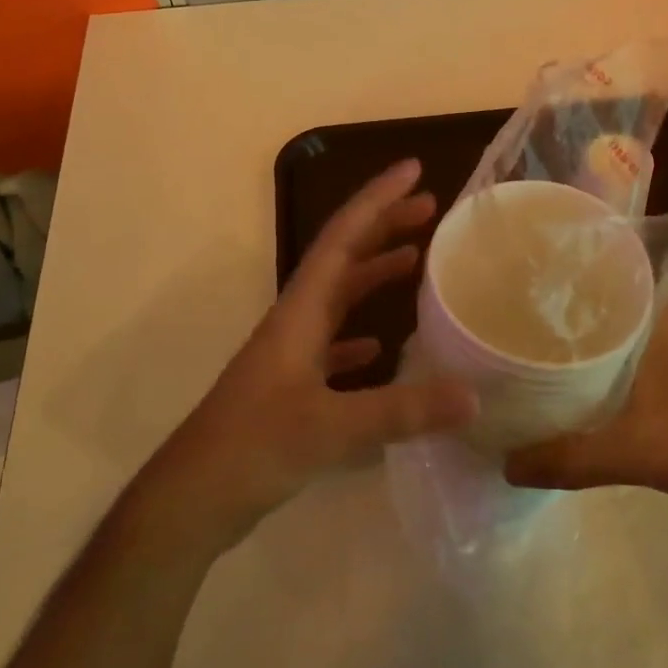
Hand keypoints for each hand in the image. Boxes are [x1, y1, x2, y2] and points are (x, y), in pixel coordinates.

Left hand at [141, 160, 476, 547]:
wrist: (194, 496)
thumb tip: (474, 396)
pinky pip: (333, 344)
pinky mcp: (291, 385)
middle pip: (343, 258)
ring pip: (339, 298)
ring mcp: (291, 354)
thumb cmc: (255, 447)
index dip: (377, 200)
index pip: (342, 238)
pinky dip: (359, 333)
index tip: (413, 170)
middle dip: (383, 226)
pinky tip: (382, 346)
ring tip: (415, 260)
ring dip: (374, 273)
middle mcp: (296, 321)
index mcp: (300, 312)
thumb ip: (402, 411)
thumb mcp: (332, 427)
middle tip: (429, 208)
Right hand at [503, 301, 667, 525]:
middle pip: (598, 311)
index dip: (546, 293)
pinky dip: (606, 369)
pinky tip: (579, 390)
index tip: (503, 304)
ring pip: (616, 337)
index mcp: (658, 312)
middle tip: (507, 338)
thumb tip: (504, 465)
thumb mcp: (636, 454)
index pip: (590, 284)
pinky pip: (633, 357)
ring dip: (583, 351)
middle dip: (556, 326)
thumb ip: (568, 459)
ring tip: (532, 362)